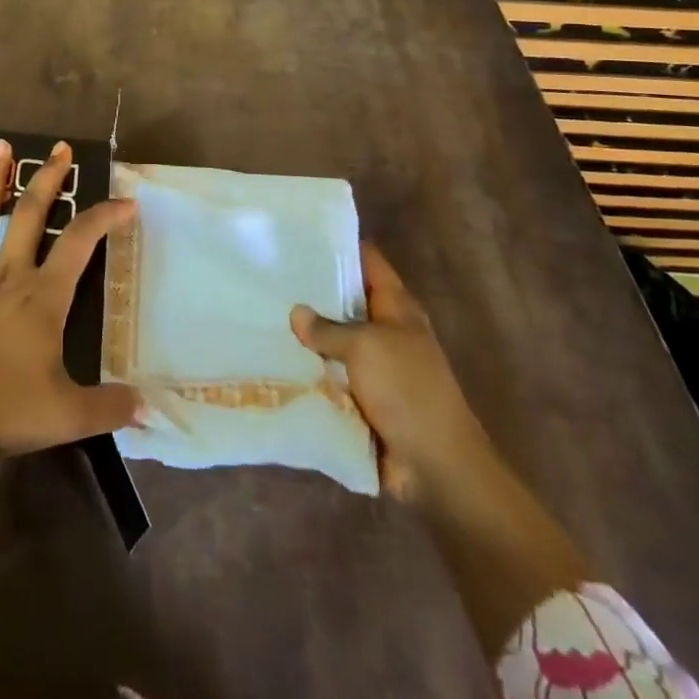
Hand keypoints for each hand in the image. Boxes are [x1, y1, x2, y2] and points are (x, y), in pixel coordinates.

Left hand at [0, 138, 139, 458]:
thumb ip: (108, 408)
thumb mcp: (65, 415)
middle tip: (60, 148)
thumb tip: (147, 409)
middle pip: (30, 213)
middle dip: (48, 178)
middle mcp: (8, 273)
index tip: (125, 201)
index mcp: (42, 296)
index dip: (104, 217)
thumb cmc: (3, 406)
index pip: (80, 242)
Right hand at [290, 241, 493, 500]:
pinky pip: (330, 373)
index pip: (367, 261)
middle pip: (346, 299)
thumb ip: (327, 328)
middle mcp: (386, 330)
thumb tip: (296, 313)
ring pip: (334, 338)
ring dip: (307, 333)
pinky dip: (309, 368)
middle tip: (268, 272)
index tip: (300, 233)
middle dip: (313, 289)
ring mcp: (375, 364)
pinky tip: (274, 357)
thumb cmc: (407, 391)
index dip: (339, 244)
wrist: (436, 466)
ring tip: (262, 310)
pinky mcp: (363, 396)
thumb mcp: (365, 348)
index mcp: (397, 307)